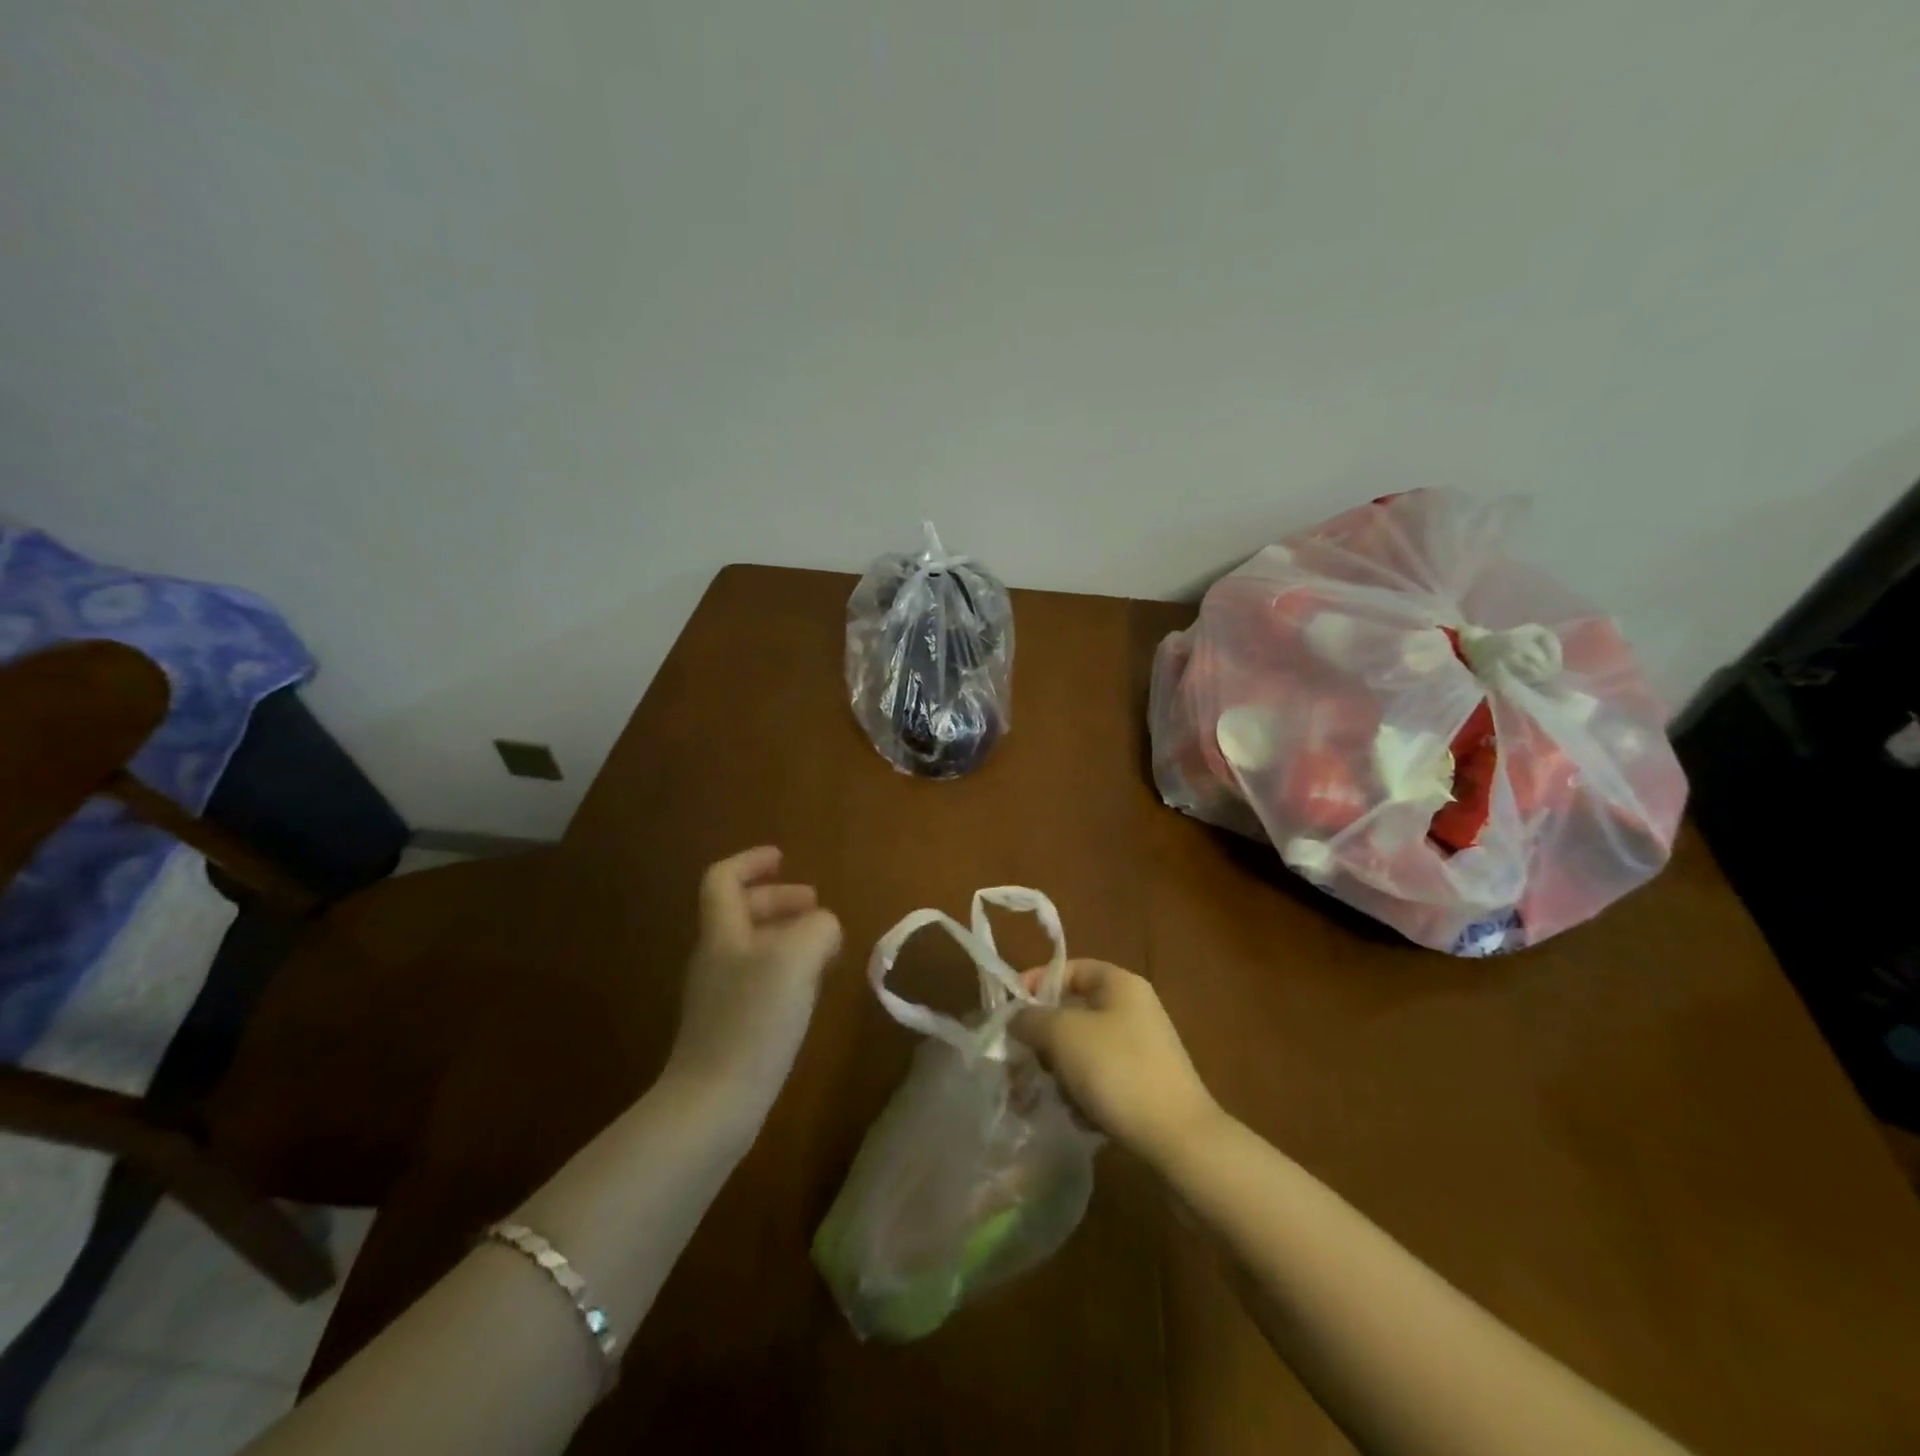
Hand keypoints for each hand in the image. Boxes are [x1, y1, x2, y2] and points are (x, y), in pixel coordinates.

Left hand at [665, 847, 841, 1121]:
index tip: (784, 858)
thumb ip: (817, 928)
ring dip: (785, 934)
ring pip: (752, 945)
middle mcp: (716, 958)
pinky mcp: (729, 1027)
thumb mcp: (797, 959)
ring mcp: (719, 995)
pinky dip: (785, 967)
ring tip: (822, 944)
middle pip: (739, 910)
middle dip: (778, 899)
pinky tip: (809, 988)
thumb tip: (825, 927)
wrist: (714, 1104)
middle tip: (815, 904)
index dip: (751, 862)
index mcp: (723, 933)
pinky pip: (758, 978)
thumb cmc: (753, 1021)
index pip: (724, 879)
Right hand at [1012, 960, 1219, 1165]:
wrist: (1178, 1139)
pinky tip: (1078, 1116)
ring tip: (1051, 1095)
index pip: (1070, 969)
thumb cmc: (1117, 1070)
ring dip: (1061, 1071)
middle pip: (1074, 1012)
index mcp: (1120, 984)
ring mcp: (1142, 1049)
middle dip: (1045, 1038)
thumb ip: (1031, 1018)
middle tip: (1024, 1061)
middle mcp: (1134, 1010)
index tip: (1011, 1012)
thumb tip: (1016, 1019)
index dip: (1037, 983)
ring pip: (1083, 1049)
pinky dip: (1083, 1093)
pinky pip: (1100, 1079)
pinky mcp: (1144, 1086)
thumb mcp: (1062, 1034)